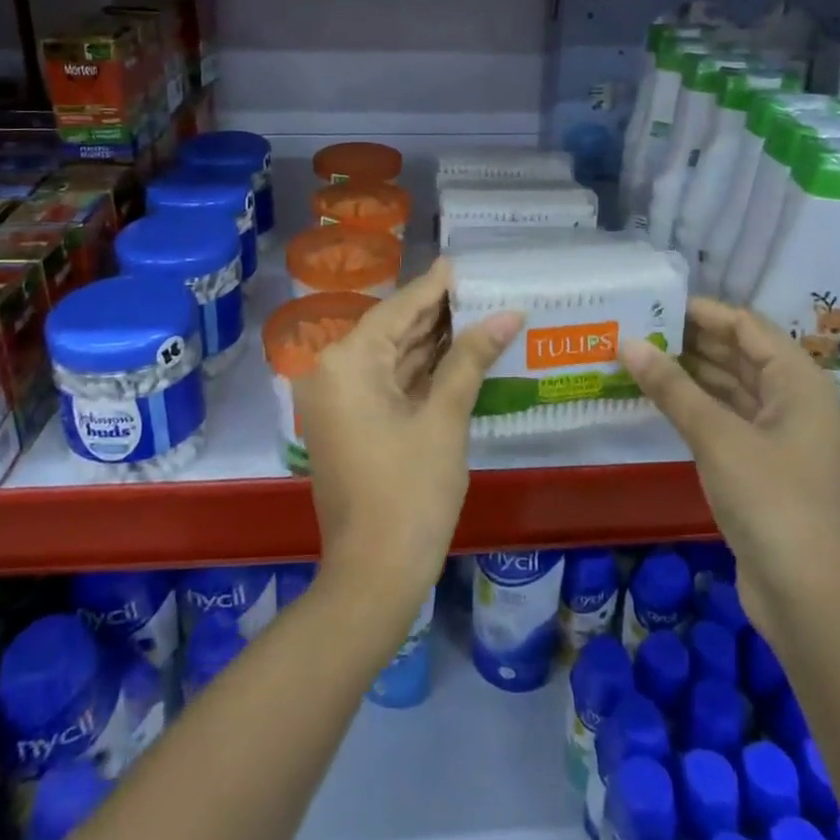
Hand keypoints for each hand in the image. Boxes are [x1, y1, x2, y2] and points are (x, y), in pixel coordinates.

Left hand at [294, 259, 521, 614]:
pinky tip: (454, 354)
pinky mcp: (348, 425)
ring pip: (390, 359)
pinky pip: (385, 385)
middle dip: (436, 314)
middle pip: (391, 332)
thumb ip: (470, 359)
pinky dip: (418, 373)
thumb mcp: (445, 419)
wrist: (373, 576)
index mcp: (346, 364)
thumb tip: (508, 313)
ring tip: (476, 312)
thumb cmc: (410, 492)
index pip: (397, 310)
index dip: (433, 287)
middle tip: (479, 287)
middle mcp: (332, 374)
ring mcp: (337, 402)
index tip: (460, 262)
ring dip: (430, 343)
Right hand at [620, 297, 839, 634]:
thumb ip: (671, 387)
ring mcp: (780, 434)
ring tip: (639, 356)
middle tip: (637, 328)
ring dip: (690, 373)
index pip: (746, 326)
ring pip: (731, 386)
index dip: (701, 312)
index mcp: (799, 381)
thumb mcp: (716, 436)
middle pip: (739, 353)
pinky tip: (659, 398)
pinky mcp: (764, 464)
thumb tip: (627, 343)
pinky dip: (696, 405)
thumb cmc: (770, 500)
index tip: (653, 304)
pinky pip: (726, 417)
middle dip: (690, 340)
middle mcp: (794, 399)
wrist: (807, 594)